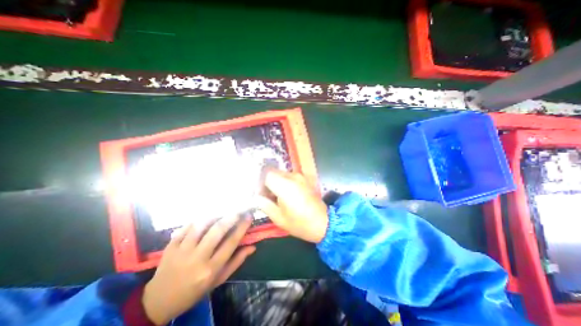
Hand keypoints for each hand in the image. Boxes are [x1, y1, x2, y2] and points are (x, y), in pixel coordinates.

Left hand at [143, 217, 254, 322]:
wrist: (159, 301)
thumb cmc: (195, 291)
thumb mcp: (219, 280)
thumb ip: (236, 262)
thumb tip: (252, 247)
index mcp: (211, 269)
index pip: (231, 242)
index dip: (242, 227)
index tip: (249, 217)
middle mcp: (197, 258)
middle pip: (217, 231)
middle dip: (230, 217)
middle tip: (238, 210)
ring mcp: (181, 251)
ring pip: (201, 225)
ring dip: (214, 215)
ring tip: (223, 211)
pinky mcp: (170, 246)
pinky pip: (186, 227)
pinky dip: (198, 220)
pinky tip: (205, 217)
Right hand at [257, 171, 328, 241]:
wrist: (324, 223)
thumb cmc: (300, 223)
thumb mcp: (278, 218)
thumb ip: (265, 205)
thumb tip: (257, 197)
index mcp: (285, 185)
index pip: (266, 174)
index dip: (260, 183)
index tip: (260, 194)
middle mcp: (293, 176)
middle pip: (274, 172)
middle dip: (267, 182)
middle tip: (267, 196)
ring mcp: (301, 176)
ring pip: (282, 174)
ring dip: (276, 182)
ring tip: (277, 197)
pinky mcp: (306, 179)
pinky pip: (290, 177)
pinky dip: (285, 182)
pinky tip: (288, 195)